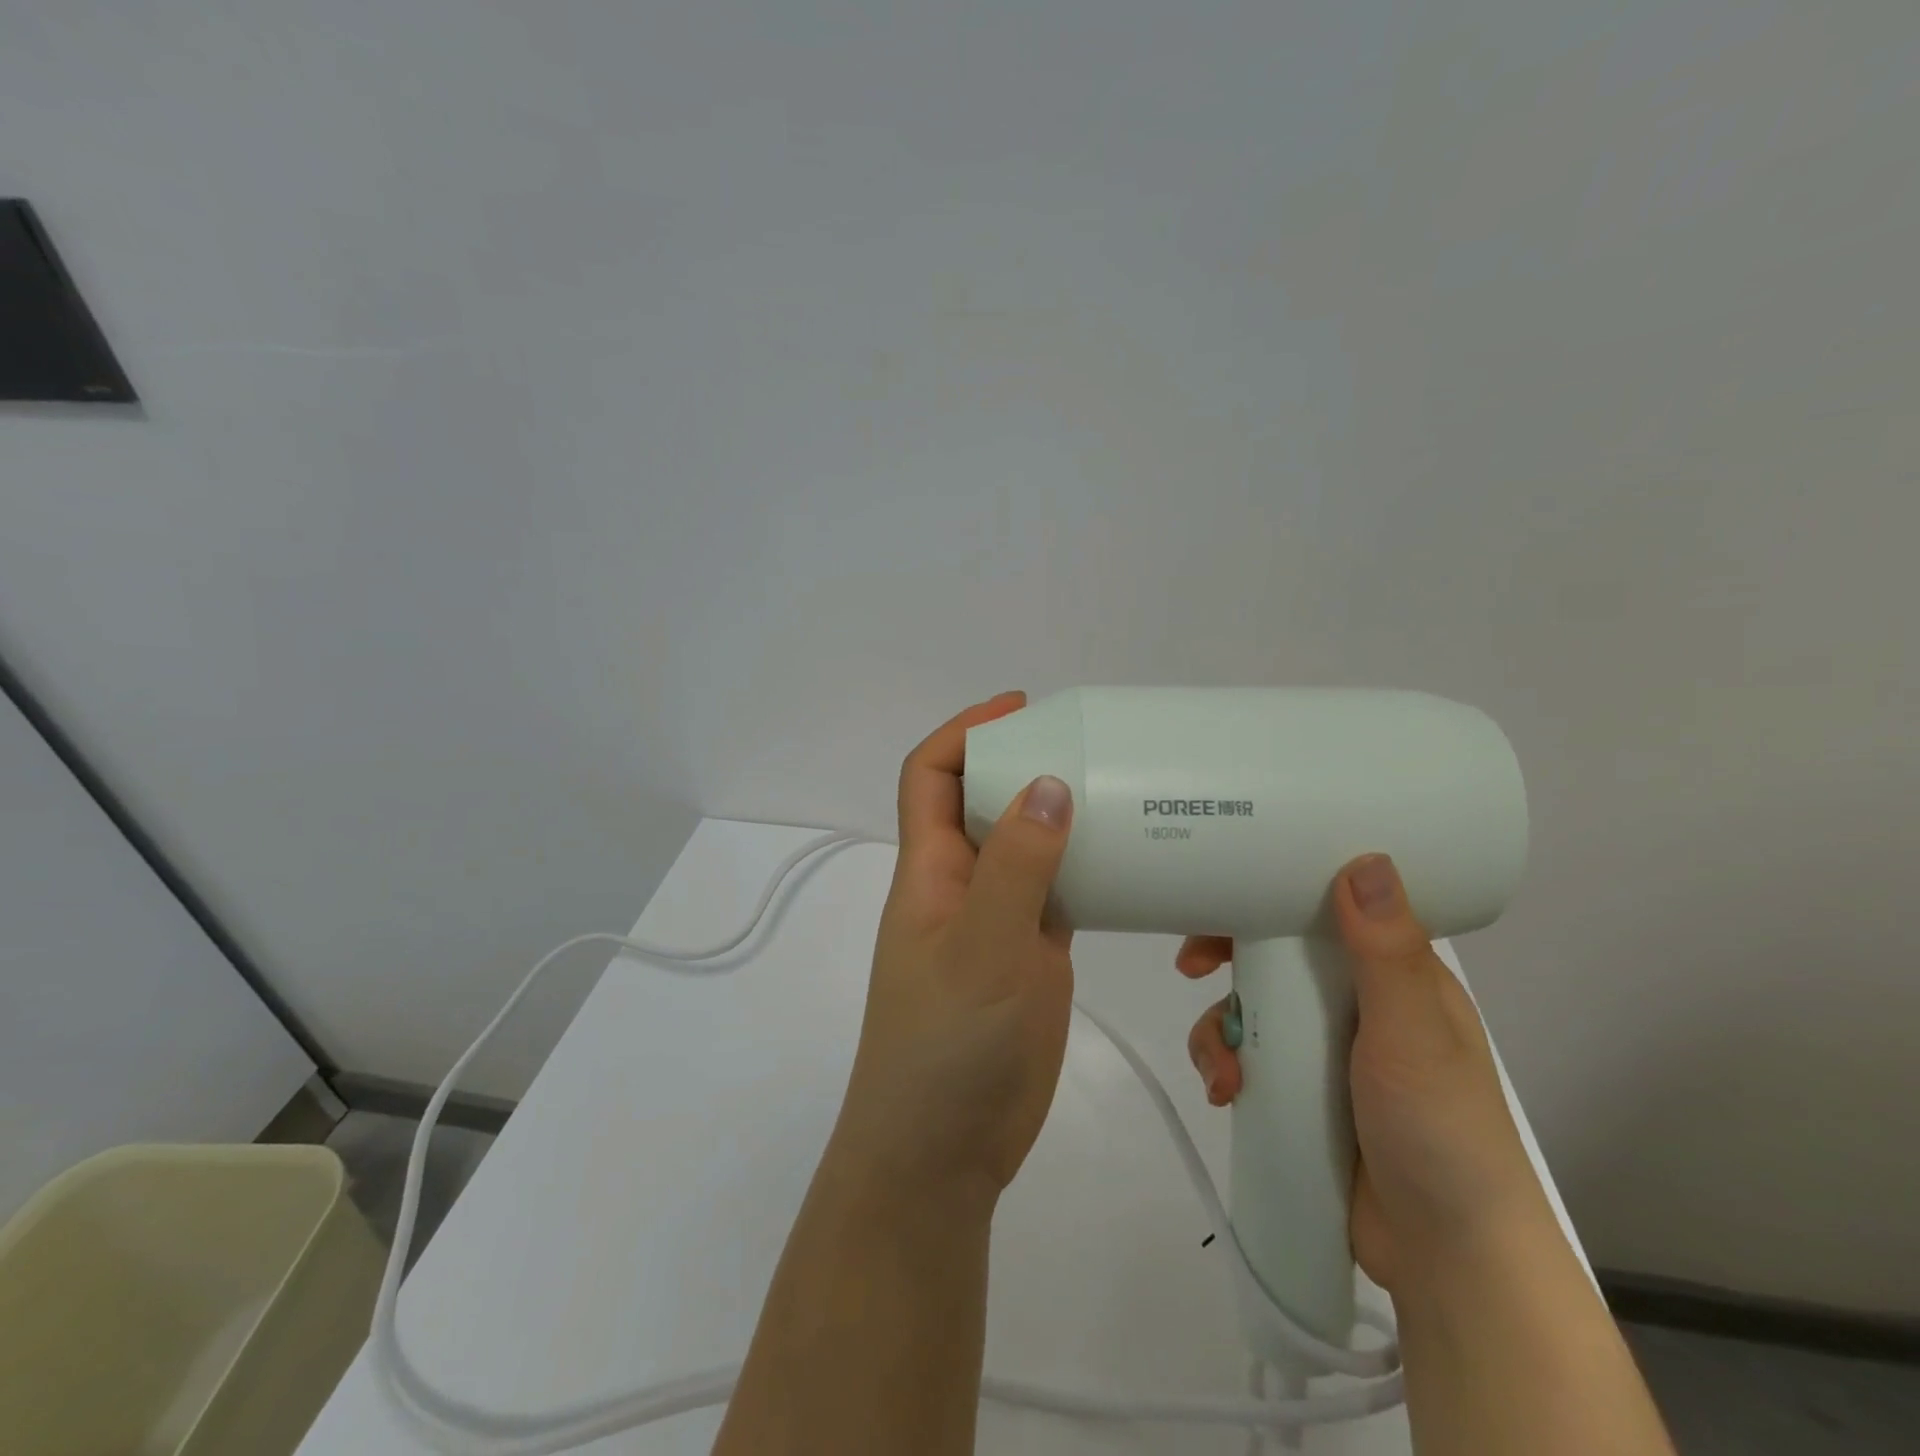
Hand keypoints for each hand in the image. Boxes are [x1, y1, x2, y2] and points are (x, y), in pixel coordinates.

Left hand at [828, 692, 1076, 1214]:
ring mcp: (996, 921)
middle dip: (1024, 764)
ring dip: (1059, 816)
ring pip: (1025, 847)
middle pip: (984, 802)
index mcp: (930, 868)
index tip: (1023, 708)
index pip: (931, 776)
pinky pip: (1056, 893)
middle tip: (1091, 745)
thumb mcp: (981, 947)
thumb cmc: (947, 1044)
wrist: (942, 1151)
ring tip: (1120, 790)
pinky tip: (1127, 860)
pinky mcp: (1028, 955)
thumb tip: (1048, 783)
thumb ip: (1017, 867)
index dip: (966, 731)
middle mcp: (960, 884)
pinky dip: (1084, 868)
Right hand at [1178, 854, 1547, 1291]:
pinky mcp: (1302, 1091)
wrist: (1449, 1259)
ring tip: (1225, 1073)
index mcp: (1391, 975)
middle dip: (1226, 959)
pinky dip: (1227, 1067)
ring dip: (1221, 1030)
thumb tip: (1365, 857)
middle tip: (1191, 969)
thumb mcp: (1412, 1034)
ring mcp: (1325, 1049)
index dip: (1271, 895)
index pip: (1324, 910)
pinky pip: (1248, 1057)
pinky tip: (1227, 1094)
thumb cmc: (1441, 1132)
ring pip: (1250, 1008)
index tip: (1224, 893)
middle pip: (1274, 955)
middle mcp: (1356, 1002)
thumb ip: (1385, 953)